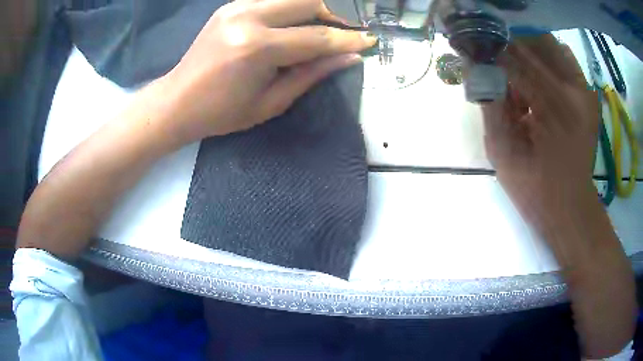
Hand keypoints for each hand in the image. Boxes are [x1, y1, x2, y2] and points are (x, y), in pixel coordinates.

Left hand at [158, 0, 374, 144]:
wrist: (177, 101)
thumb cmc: (221, 113)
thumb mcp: (271, 102)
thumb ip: (311, 74)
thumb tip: (349, 57)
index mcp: (256, 47)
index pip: (316, 37)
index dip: (347, 40)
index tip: (369, 41)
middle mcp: (248, 17)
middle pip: (308, 3)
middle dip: (331, 18)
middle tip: (337, 38)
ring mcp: (237, 7)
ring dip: (311, 12)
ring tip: (315, 33)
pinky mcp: (231, 6)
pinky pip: (273, 0)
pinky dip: (290, 10)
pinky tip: (289, 27)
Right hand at [482, 35, 599, 224]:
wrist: (569, 207)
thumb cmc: (534, 188)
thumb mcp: (502, 151)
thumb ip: (489, 104)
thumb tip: (475, 67)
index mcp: (551, 107)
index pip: (513, 59)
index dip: (490, 54)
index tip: (476, 55)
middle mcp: (572, 90)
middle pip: (532, 43)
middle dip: (509, 49)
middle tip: (497, 65)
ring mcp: (584, 90)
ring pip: (549, 45)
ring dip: (529, 52)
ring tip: (520, 74)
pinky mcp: (588, 95)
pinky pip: (565, 58)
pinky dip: (549, 59)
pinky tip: (540, 79)